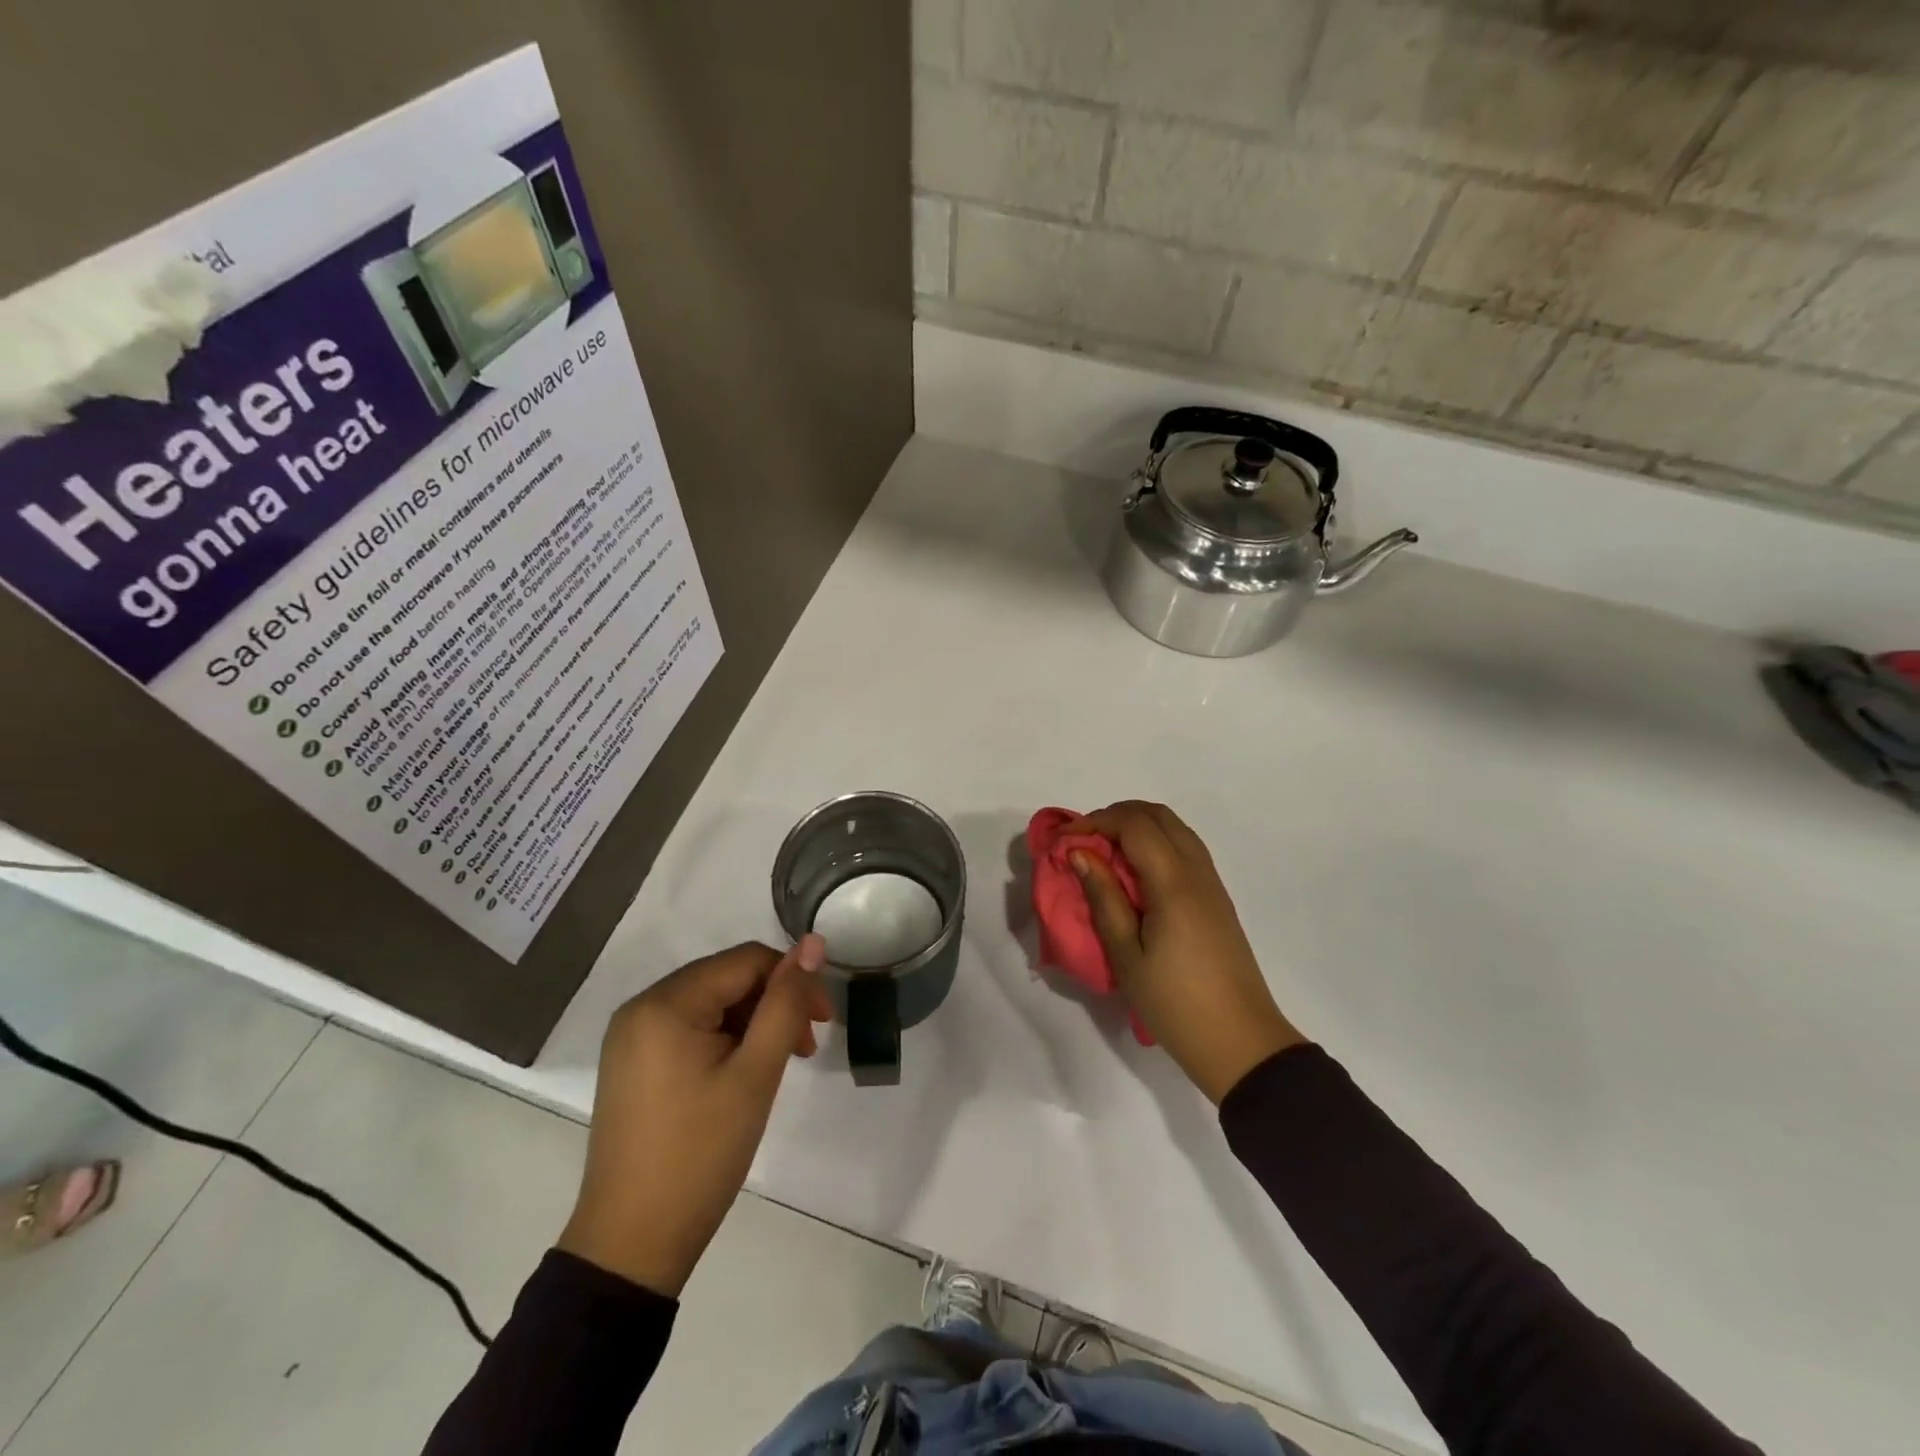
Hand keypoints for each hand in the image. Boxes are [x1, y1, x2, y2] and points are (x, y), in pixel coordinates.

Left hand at [558, 936, 830, 1295]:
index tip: (824, 1021)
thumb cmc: (700, 1154)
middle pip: (727, 979)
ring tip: (780, 1065)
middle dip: (773, 1004)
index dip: (792, 980)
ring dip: (753, 1024)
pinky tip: (744, 1072)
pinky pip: (690, 1029)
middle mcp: (641, 1007)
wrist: (632, 1246)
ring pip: (711, 1004)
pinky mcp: (632, 1064)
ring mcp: (631, 1037)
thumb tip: (813, 943)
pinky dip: (725, 1040)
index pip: (746, 960)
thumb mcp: (756, 1073)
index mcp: (665, 1003)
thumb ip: (786, 1002)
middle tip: (805, 1048)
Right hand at [1066, 801, 1303, 1104]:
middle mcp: (1197, 871)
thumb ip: (1103, 897)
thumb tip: (1080, 853)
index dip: (1093, 822)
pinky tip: (1133, 873)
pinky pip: (1185, 848)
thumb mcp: (1126, 955)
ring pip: (1174, 828)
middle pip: (1157, 815)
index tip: (1061, 841)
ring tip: (1103, 854)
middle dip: (1114, 816)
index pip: (1133, 825)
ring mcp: (1212, 883)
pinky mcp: (1217, 898)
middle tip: (1081, 841)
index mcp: (1174, 883)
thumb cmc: (1175, 1003)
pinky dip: (1154, 843)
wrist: (1240, 1043)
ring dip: (1136, 827)